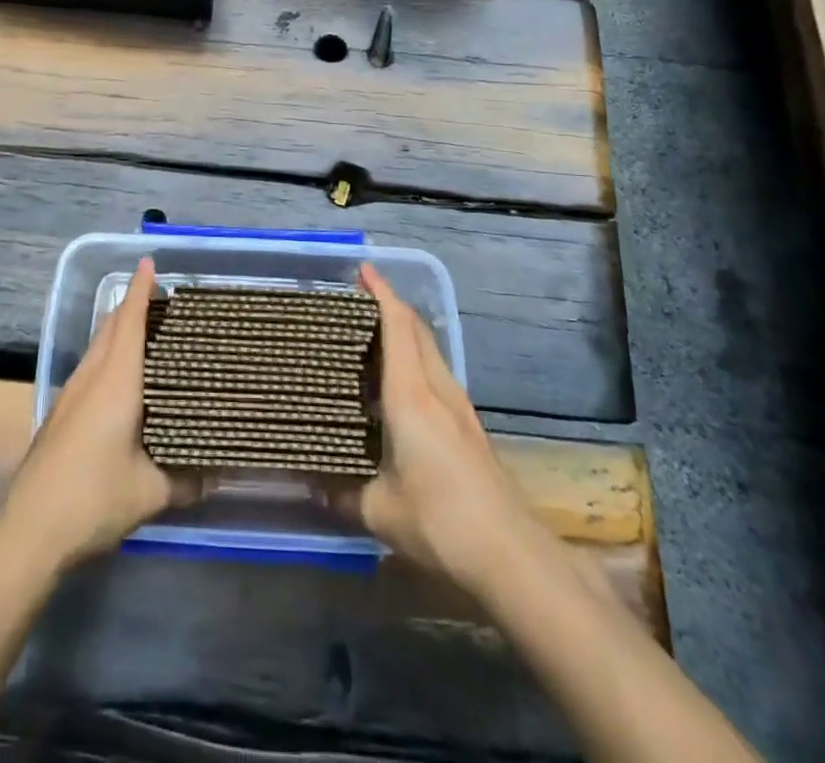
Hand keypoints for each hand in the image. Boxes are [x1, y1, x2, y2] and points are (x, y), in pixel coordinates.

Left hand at [0, 258, 193, 574]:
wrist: (29, 529)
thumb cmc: (92, 499)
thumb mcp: (149, 493)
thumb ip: (186, 481)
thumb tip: (217, 475)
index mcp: (115, 383)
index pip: (129, 323)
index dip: (139, 290)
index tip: (149, 262)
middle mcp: (91, 377)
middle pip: (110, 327)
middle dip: (132, 304)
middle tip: (161, 297)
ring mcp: (71, 394)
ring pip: (97, 345)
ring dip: (118, 328)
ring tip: (147, 329)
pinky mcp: (61, 412)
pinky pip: (91, 365)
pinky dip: (109, 353)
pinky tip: (123, 375)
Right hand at [348, 264, 536, 595]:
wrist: (513, 555)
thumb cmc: (440, 522)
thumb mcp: (379, 511)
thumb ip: (342, 493)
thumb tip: (311, 485)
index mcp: (411, 396)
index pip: (397, 327)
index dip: (381, 293)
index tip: (364, 270)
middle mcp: (437, 390)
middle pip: (417, 330)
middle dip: (392, 306)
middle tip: (359, 300)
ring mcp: (459, 408)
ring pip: (430, 352)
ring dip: (405, 333)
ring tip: (372, 339)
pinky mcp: (469, 428)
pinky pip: (437, 375)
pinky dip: (416, 361)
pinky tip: (399, 388)